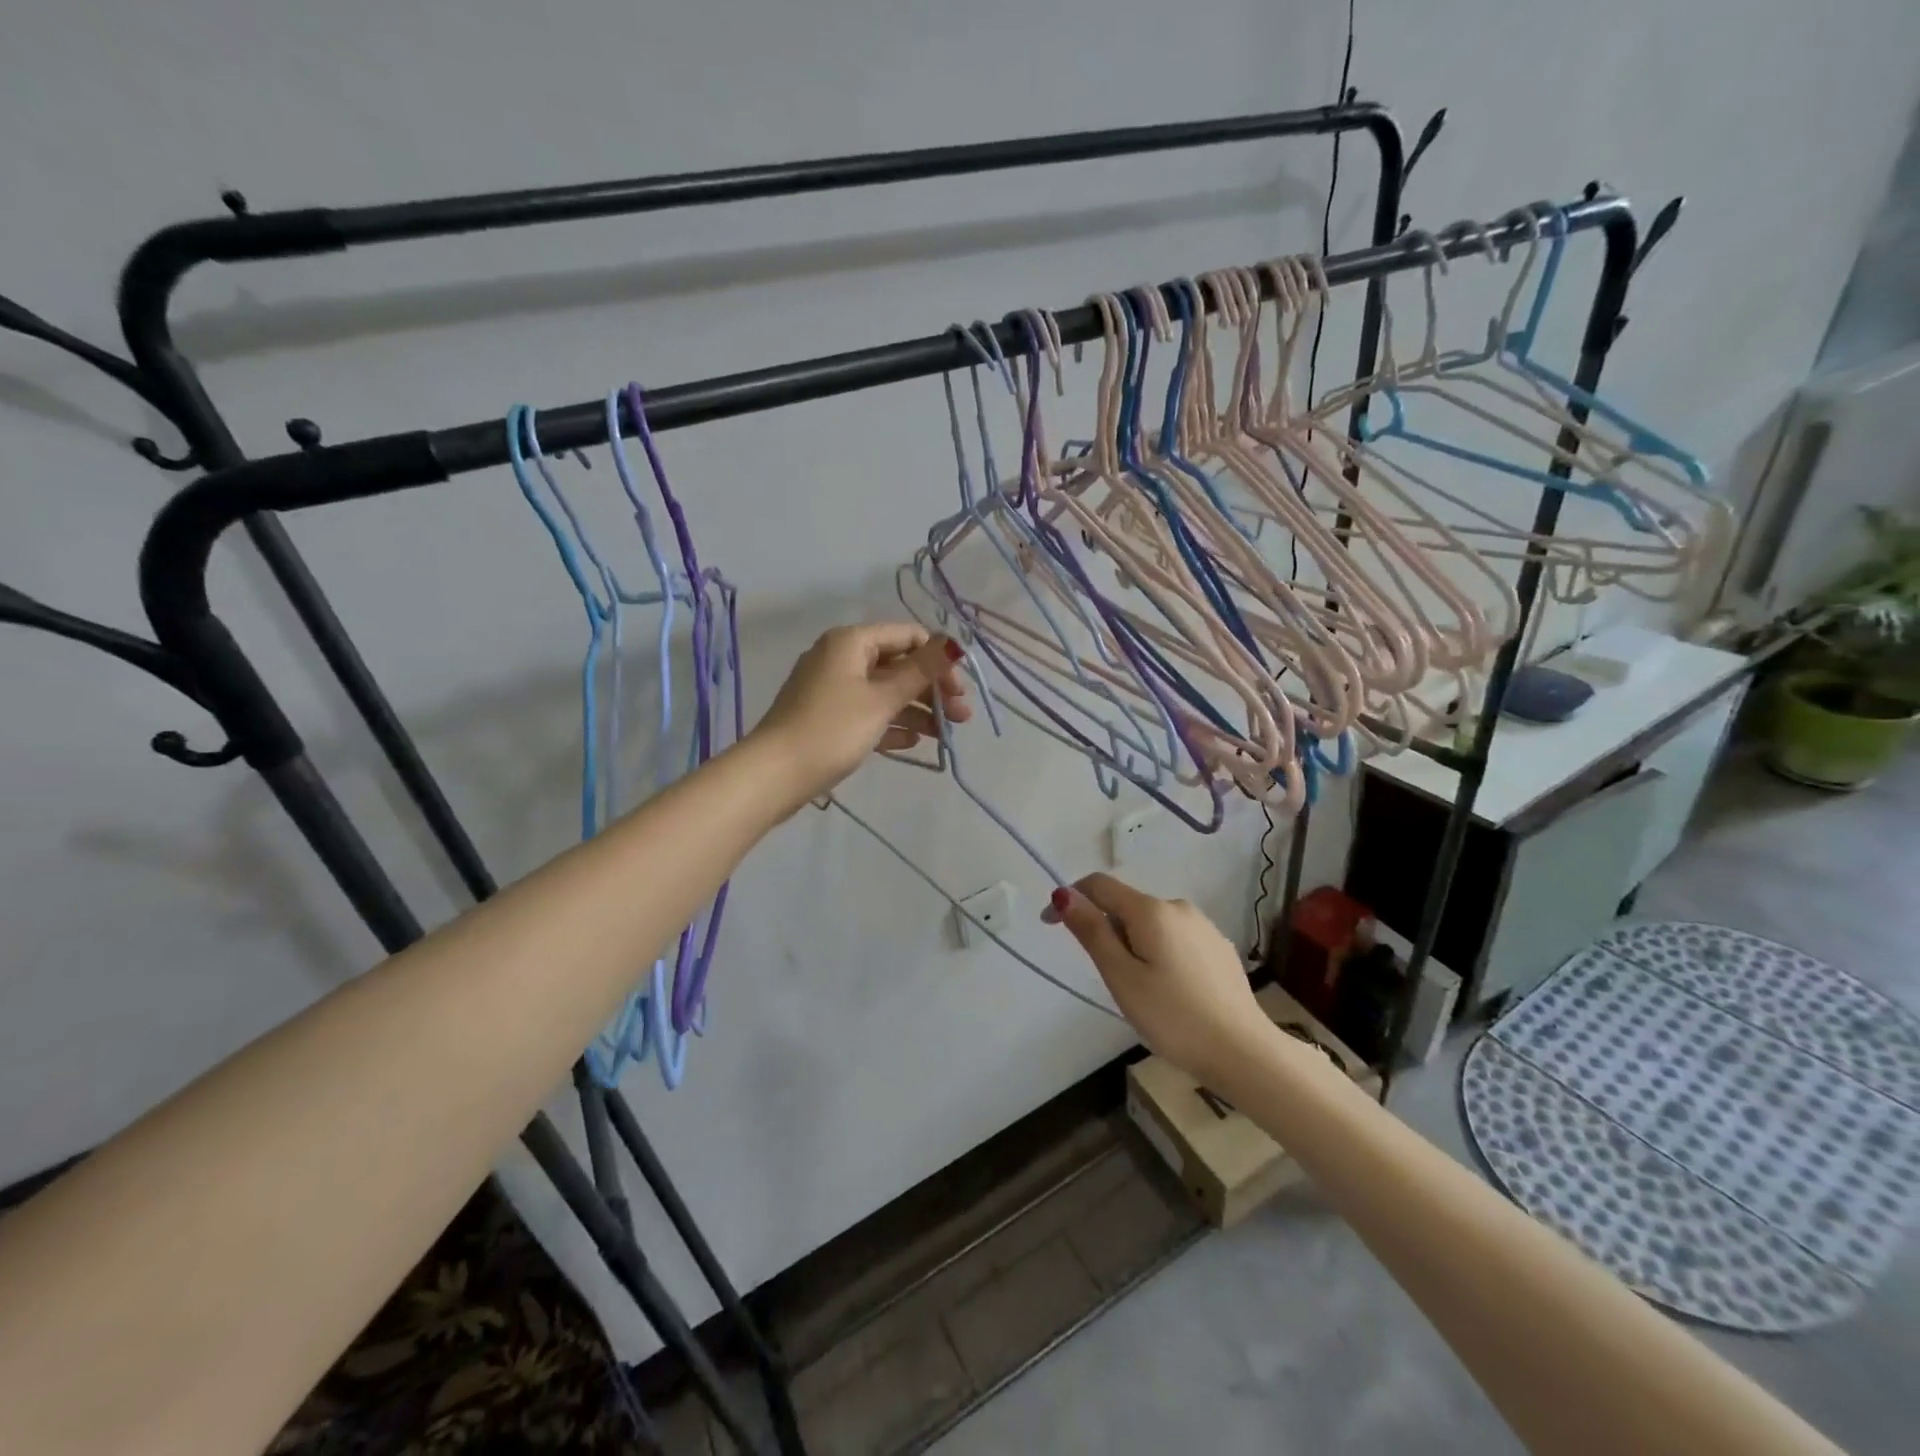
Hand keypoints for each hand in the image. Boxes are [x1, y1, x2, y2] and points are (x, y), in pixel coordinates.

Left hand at [751, 623, 972, 810]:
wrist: (774, 775)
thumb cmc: (831, 729)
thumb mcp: (882, 699)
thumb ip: (921, 671)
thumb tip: (955, 643)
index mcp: (851, 642)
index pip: (908, 636)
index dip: (938, 660)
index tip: (960, 691)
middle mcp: (841, 657)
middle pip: (898, 665)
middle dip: (932, 689)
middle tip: (961, 718)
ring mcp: (833, 689)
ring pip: (885, 692)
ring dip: (917, 710)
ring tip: (945, 737)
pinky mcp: (828, 717)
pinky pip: (868, 713)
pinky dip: (891, 724)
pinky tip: (913, 742)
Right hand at [1045, 873, 1267, 1086]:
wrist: (1244, 1052)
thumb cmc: (1173, 1017)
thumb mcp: (1121, 977)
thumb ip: (1092, 932)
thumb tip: (1064, 894)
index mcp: (1151, 910)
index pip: (1099, 884)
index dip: (1070, 898)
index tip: (1050, 925)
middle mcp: (1178, 906)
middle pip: (1126, 905)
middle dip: (1106, 929)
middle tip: (1109, 978)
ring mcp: (1203, 926)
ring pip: (1151, 923)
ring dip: (1133, 943)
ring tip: (1141, 990)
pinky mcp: (1219, 947)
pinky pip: (1175, 938)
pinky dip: (1159, 953)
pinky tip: (1171, 990)